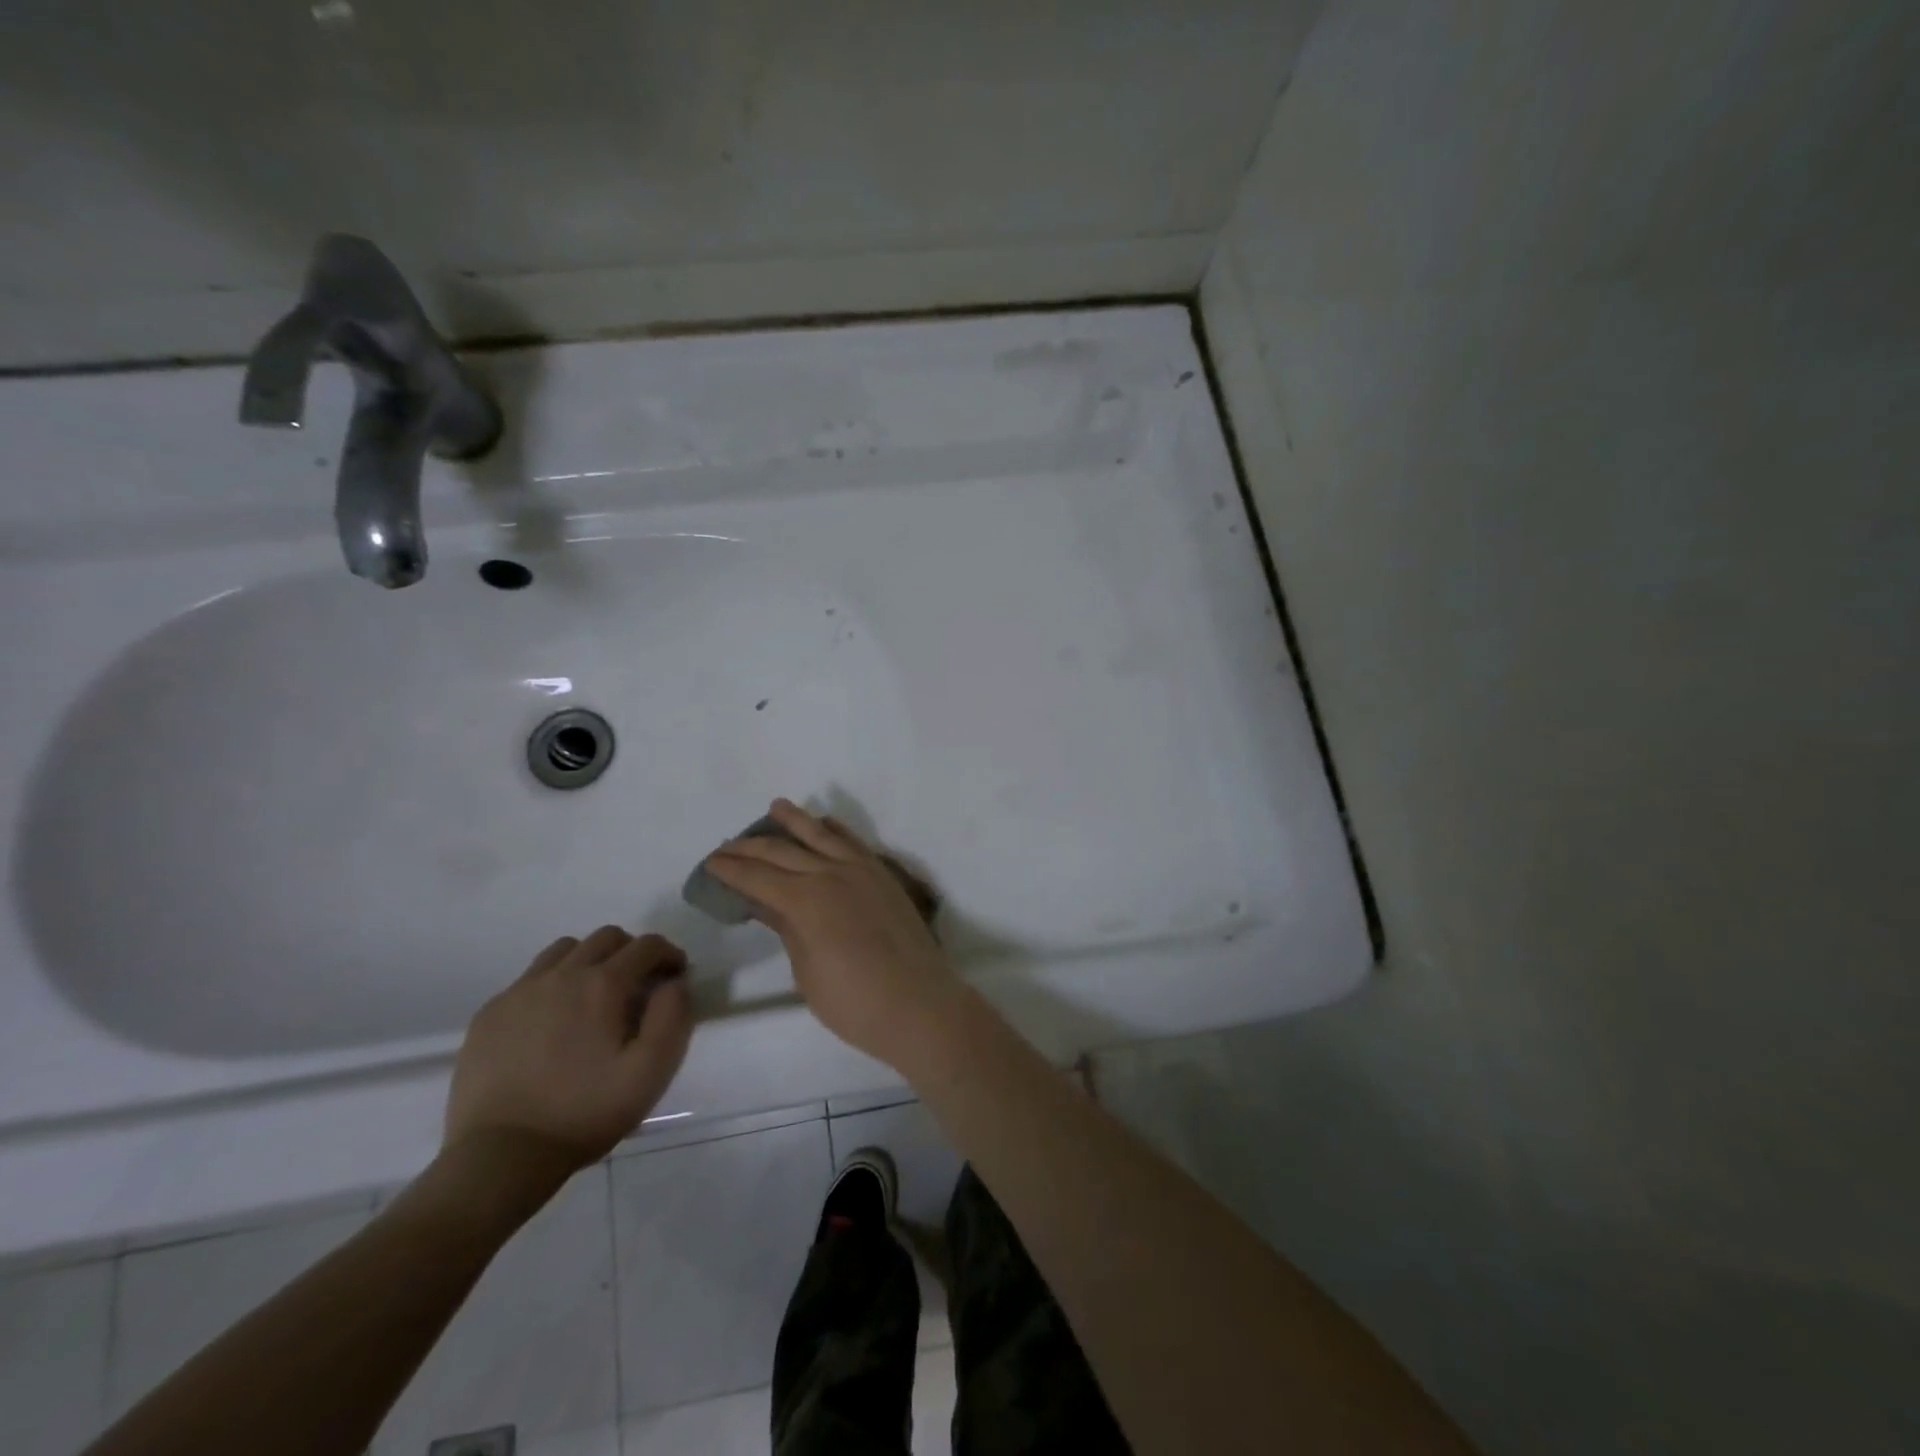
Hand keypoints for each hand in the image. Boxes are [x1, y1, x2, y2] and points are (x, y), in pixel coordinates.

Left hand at [445, 928, 692, 1171]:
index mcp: (603, 984)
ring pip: (565, 950)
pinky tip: (553, 1021)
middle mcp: (561, 974)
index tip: (676, 975)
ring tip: (594, 996)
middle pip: (606, 937)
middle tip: (639, 985)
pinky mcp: (489, 1014)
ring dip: (590, 960)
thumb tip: (673, 983)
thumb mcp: (651, 1071)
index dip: (669, 954)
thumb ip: (673, 1016)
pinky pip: (529, 979)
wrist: (500, 1157)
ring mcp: (520, 991)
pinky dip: (552, 984)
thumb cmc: (585, 1113)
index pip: (647, 945)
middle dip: (632, 951)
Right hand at [704, 799, 961, 1066]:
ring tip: (775, 807)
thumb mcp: (807, 971)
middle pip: (783, 851)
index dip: (731, 869)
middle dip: (751, 846)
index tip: (710, 863)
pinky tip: (825, 824)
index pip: (758, 877)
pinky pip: (855, 841)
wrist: (919, 1004)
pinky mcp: (883, 875)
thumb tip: (764, 903)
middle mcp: (832, 874)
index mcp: (806, 901)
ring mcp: (862, 870)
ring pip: (821, 834)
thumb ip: (787, 929)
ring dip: (795, 820)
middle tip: (728, 845)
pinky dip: (836, 829)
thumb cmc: (854, 1002)